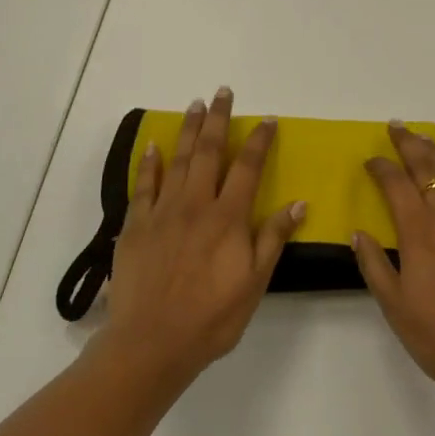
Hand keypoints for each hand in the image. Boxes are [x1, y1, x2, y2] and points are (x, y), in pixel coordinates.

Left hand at [100, 88, 304, 386]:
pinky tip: (152, 146)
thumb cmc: (211, 317)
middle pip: (209, 152)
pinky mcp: (136, 226)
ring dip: (187, 130)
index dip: (259, 141)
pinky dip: (148, 164)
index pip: (248, 168)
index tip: (267, 119)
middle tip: (222, 92)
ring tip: (194, 105)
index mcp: (228, 218)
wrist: (151, 343)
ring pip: (177, 160)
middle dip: (218, 120)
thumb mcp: (255, 282)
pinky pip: (143, 186)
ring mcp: (162, 212)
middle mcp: (196, 205)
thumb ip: (273, 238)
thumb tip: (298, 203)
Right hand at [353, 123, 434, 414]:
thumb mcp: (396, 307)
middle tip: (396, 126)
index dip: (382, 167)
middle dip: (410, 143)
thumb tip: (358, 233)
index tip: (370, 159)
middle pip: (428, 167)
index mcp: (420, 231)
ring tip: (423, 140)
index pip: (397, 184)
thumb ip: (374, 266)